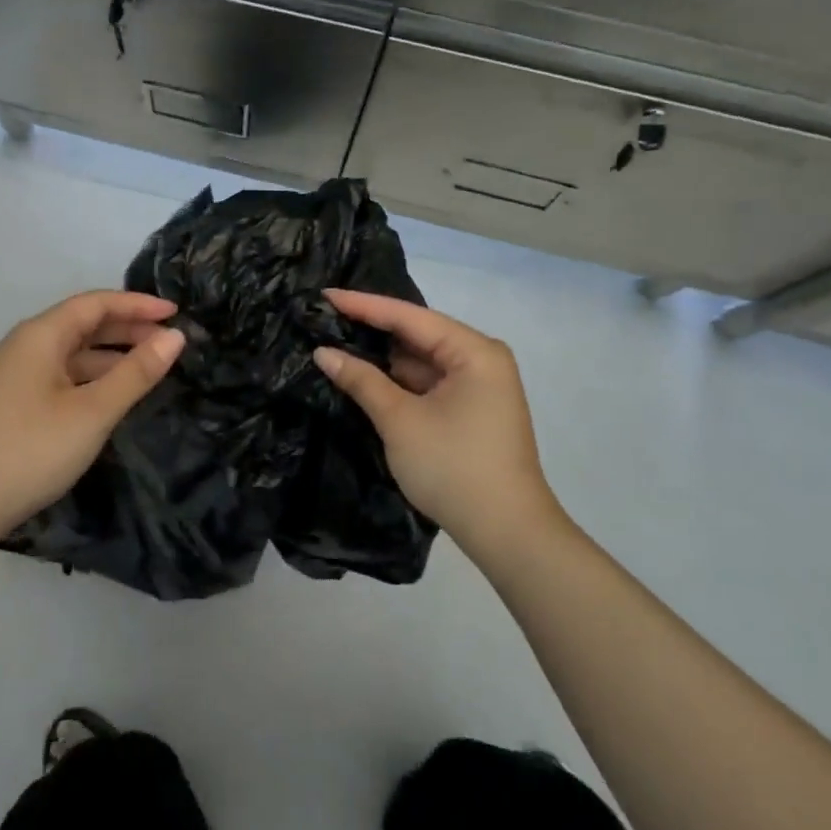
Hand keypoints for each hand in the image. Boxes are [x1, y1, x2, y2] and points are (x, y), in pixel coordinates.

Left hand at [0, 291, 185, 549]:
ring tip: (149, 368)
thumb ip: (136, 372)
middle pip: (82, 324)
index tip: (176, 313)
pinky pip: (59, 375)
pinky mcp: (10, 403)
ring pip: (71, 353)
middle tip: (169, 341)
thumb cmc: (29, 451)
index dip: (138, 304)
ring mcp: (13, 375)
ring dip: (110, 355)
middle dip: (127, 328)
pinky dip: (90, 377)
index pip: (96, 303)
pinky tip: (109, 396)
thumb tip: (175, 336)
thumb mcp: (92, 412)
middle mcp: (23, 346)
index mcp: (40, 336)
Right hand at [313, 290, 565, 559]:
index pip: (409, 316)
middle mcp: (480, 359)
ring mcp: (478, 385)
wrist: (507, 534)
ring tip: (335, 340)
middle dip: (371, 329)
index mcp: (473, 351)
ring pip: (421, 360)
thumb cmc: (453, 468)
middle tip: (324, 316)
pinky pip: (428, 382)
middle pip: (417, 334)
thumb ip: (361, 380)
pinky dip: (397, 380)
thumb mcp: (400, 421)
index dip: (363, 305)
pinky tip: (363, 374)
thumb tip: (323, 352)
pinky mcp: (470, 409)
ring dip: (382, 357)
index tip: (324, 295)